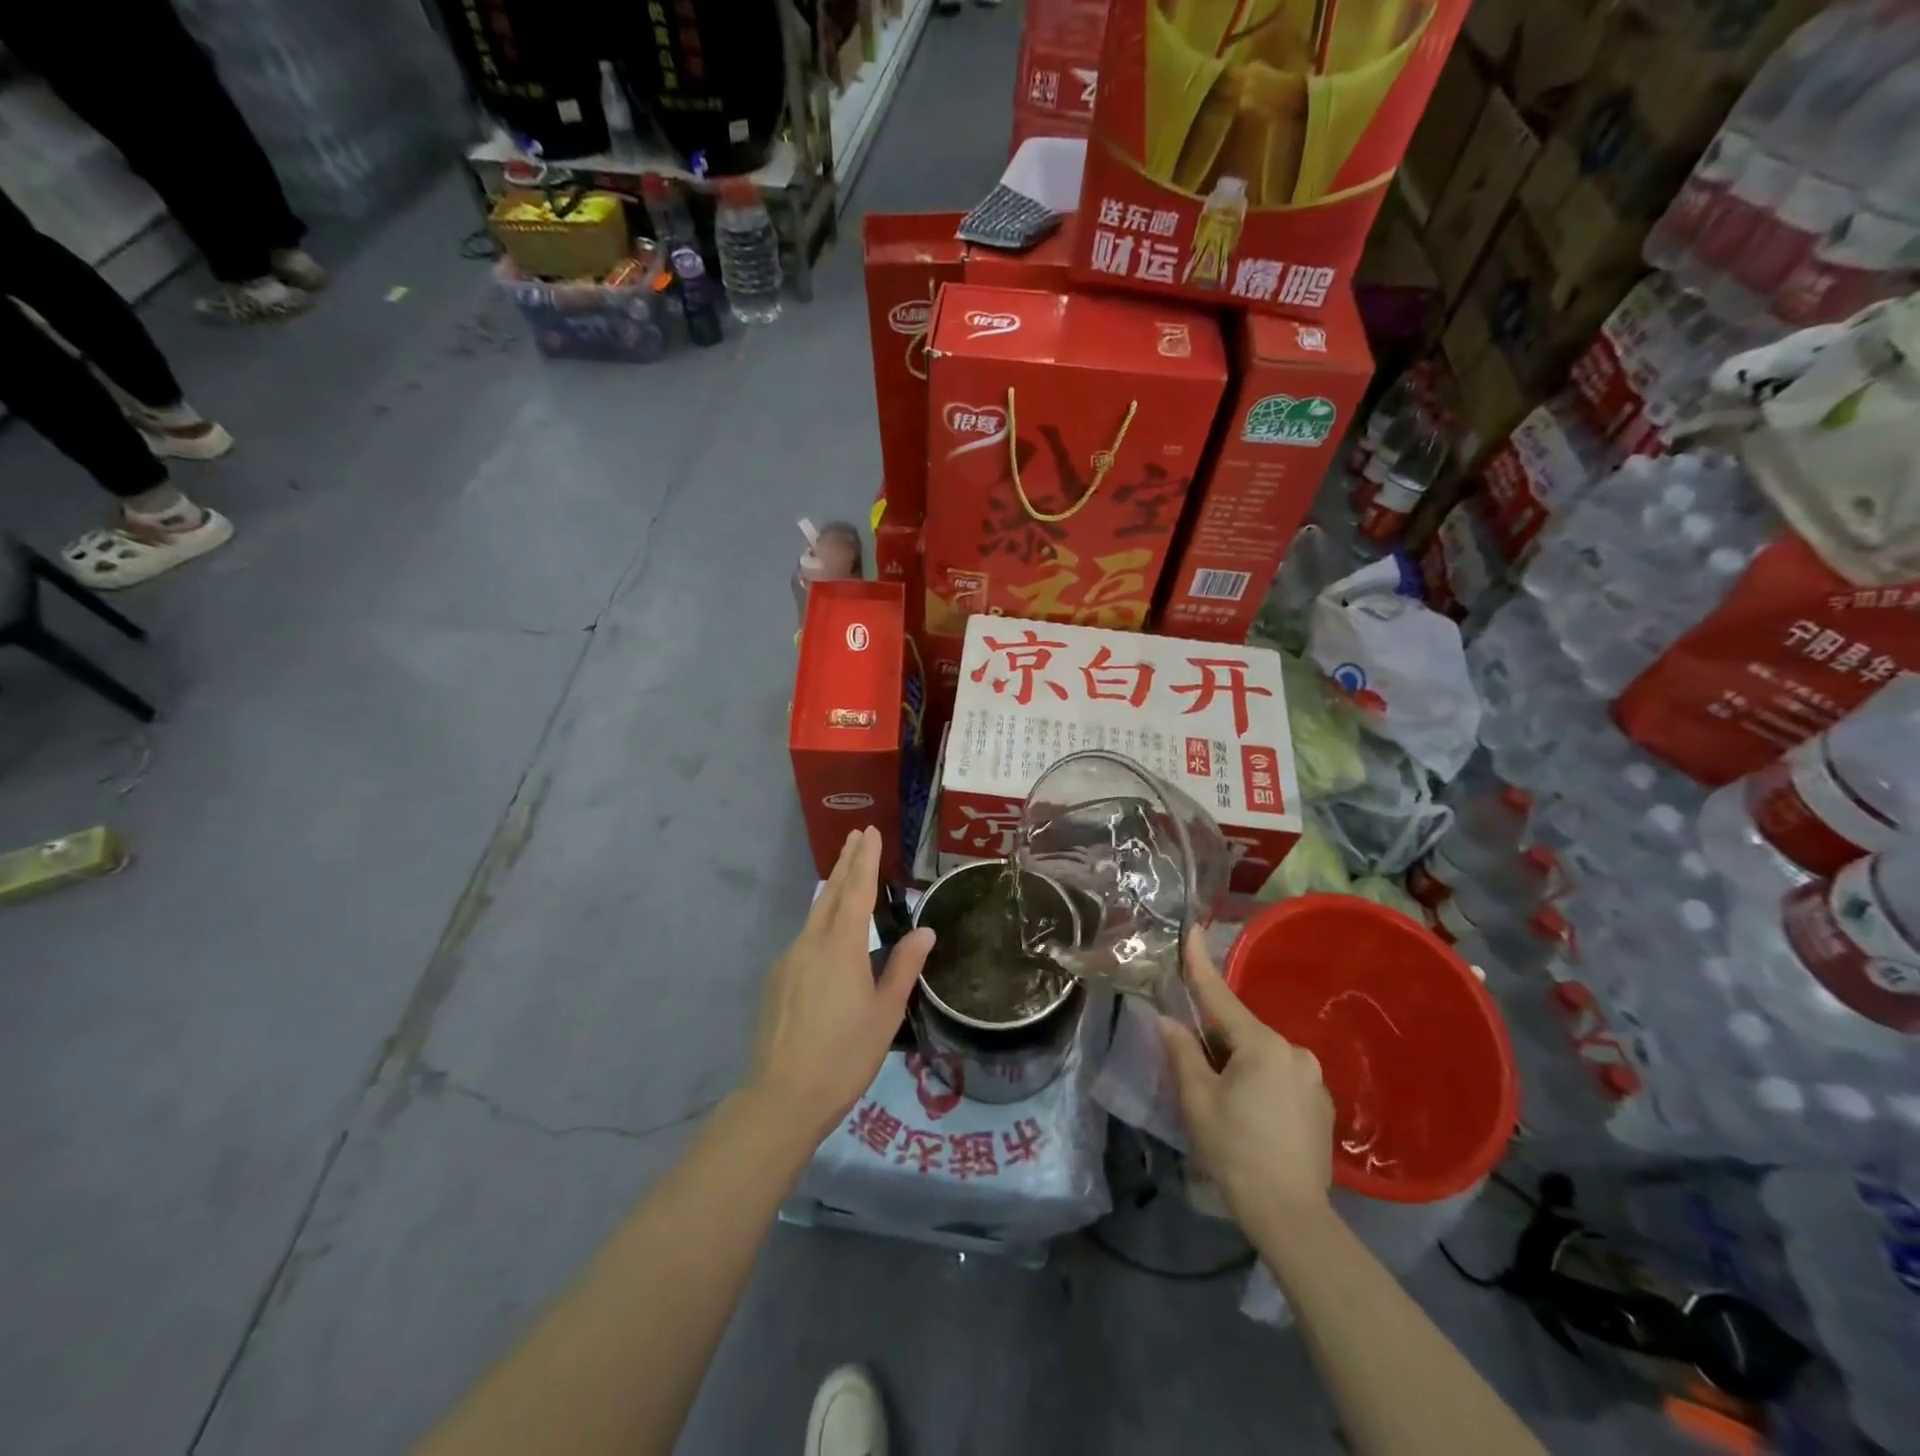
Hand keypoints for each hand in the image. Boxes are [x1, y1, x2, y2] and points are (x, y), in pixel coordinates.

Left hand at [748, 826, 933, 1144]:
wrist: (782, 1096)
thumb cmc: (845, 1055)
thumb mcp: (886, 1013)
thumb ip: (904, 967)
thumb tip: (925, 932)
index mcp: (842, 947)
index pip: (857, 891)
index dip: (866, 861)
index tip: (870, 833)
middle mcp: (811, 944)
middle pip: (831, 894)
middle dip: (846, 863)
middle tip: (856, 836)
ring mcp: (788, 961)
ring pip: (814, 916)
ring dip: (833, 891)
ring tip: (846, 876)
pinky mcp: (776, 980)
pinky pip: (804, 941)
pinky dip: (820, 925)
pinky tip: (828, 939)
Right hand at [1160, 928, 1333, 1226]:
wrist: (1292, 1217)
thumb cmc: (1236, 1151)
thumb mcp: (1197, 1100)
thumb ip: (1182, 1052)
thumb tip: (1168, 1020)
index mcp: (1262, 1044)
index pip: (1220, 996)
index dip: (1200, 964)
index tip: (1192, 929)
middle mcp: (1294, 1052)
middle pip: (1242, 1031)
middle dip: (1216, 1038)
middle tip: (1194, 1066)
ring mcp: (1314, 1080)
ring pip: (1262, 1056)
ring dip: (1239, 1064)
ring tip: (1222, 1100)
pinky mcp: (1322, 1106)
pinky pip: (1281, 1079)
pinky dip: (1261, 1084)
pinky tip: (1251, 1117)